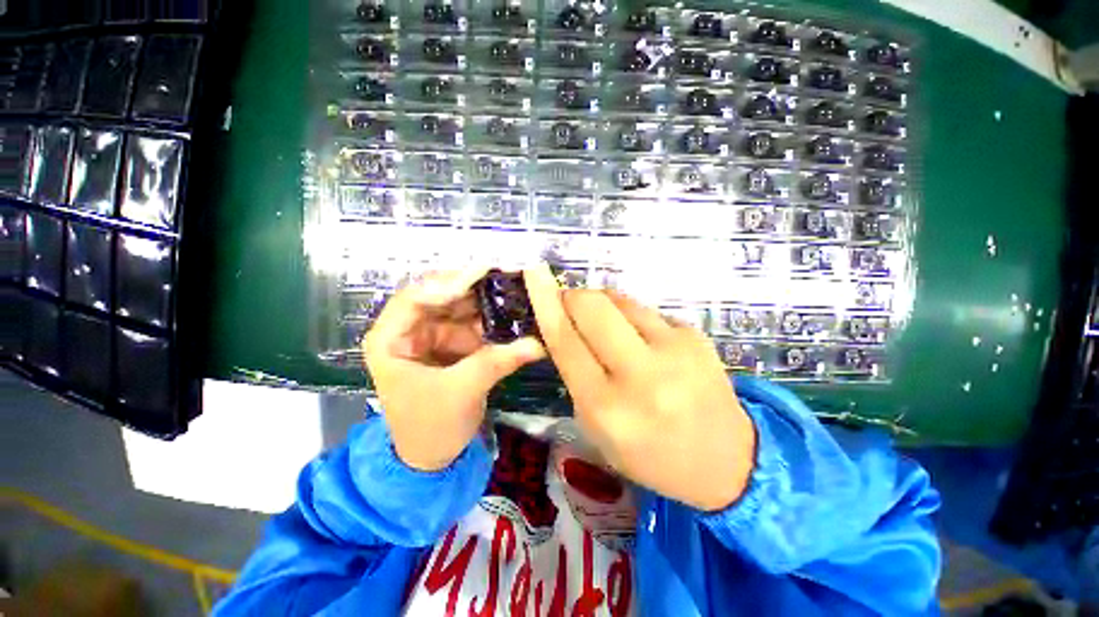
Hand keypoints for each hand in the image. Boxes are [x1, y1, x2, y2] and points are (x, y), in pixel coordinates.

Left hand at [362, 270, 544, 471]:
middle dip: (473, 287)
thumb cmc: (430, 427)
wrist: (433, 458)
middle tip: (506, 274)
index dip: (447, 283)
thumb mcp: (461, 392)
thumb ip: (497, 362)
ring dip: (487, 301)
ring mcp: (433, 335)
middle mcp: (409, 330)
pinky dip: (492, 319)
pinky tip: (512, 312)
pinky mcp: (453, 344)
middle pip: (441, 296)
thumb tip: (538, 343)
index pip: (415, 297)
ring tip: (515, 289)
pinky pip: (473, 323)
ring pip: (460, 307)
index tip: (482, 273)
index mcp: (390, 339)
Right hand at [525, 266, 755, 511]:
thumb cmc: (649, 453)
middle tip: (570, 305)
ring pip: (619, 300)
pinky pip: (645, 310)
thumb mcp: (597, 428)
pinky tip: (641, 340)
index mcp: (607, 408)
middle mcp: (640, 375)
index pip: (565, 341)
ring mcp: (674, 350)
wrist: (725, 459)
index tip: (534, 273)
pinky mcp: (695, 335)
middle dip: (573, 297)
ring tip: (607, 326)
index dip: (545, 302)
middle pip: (593, 307)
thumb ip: (574, 375)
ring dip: (602, 304)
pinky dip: (630, 317)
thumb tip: (563, 324)